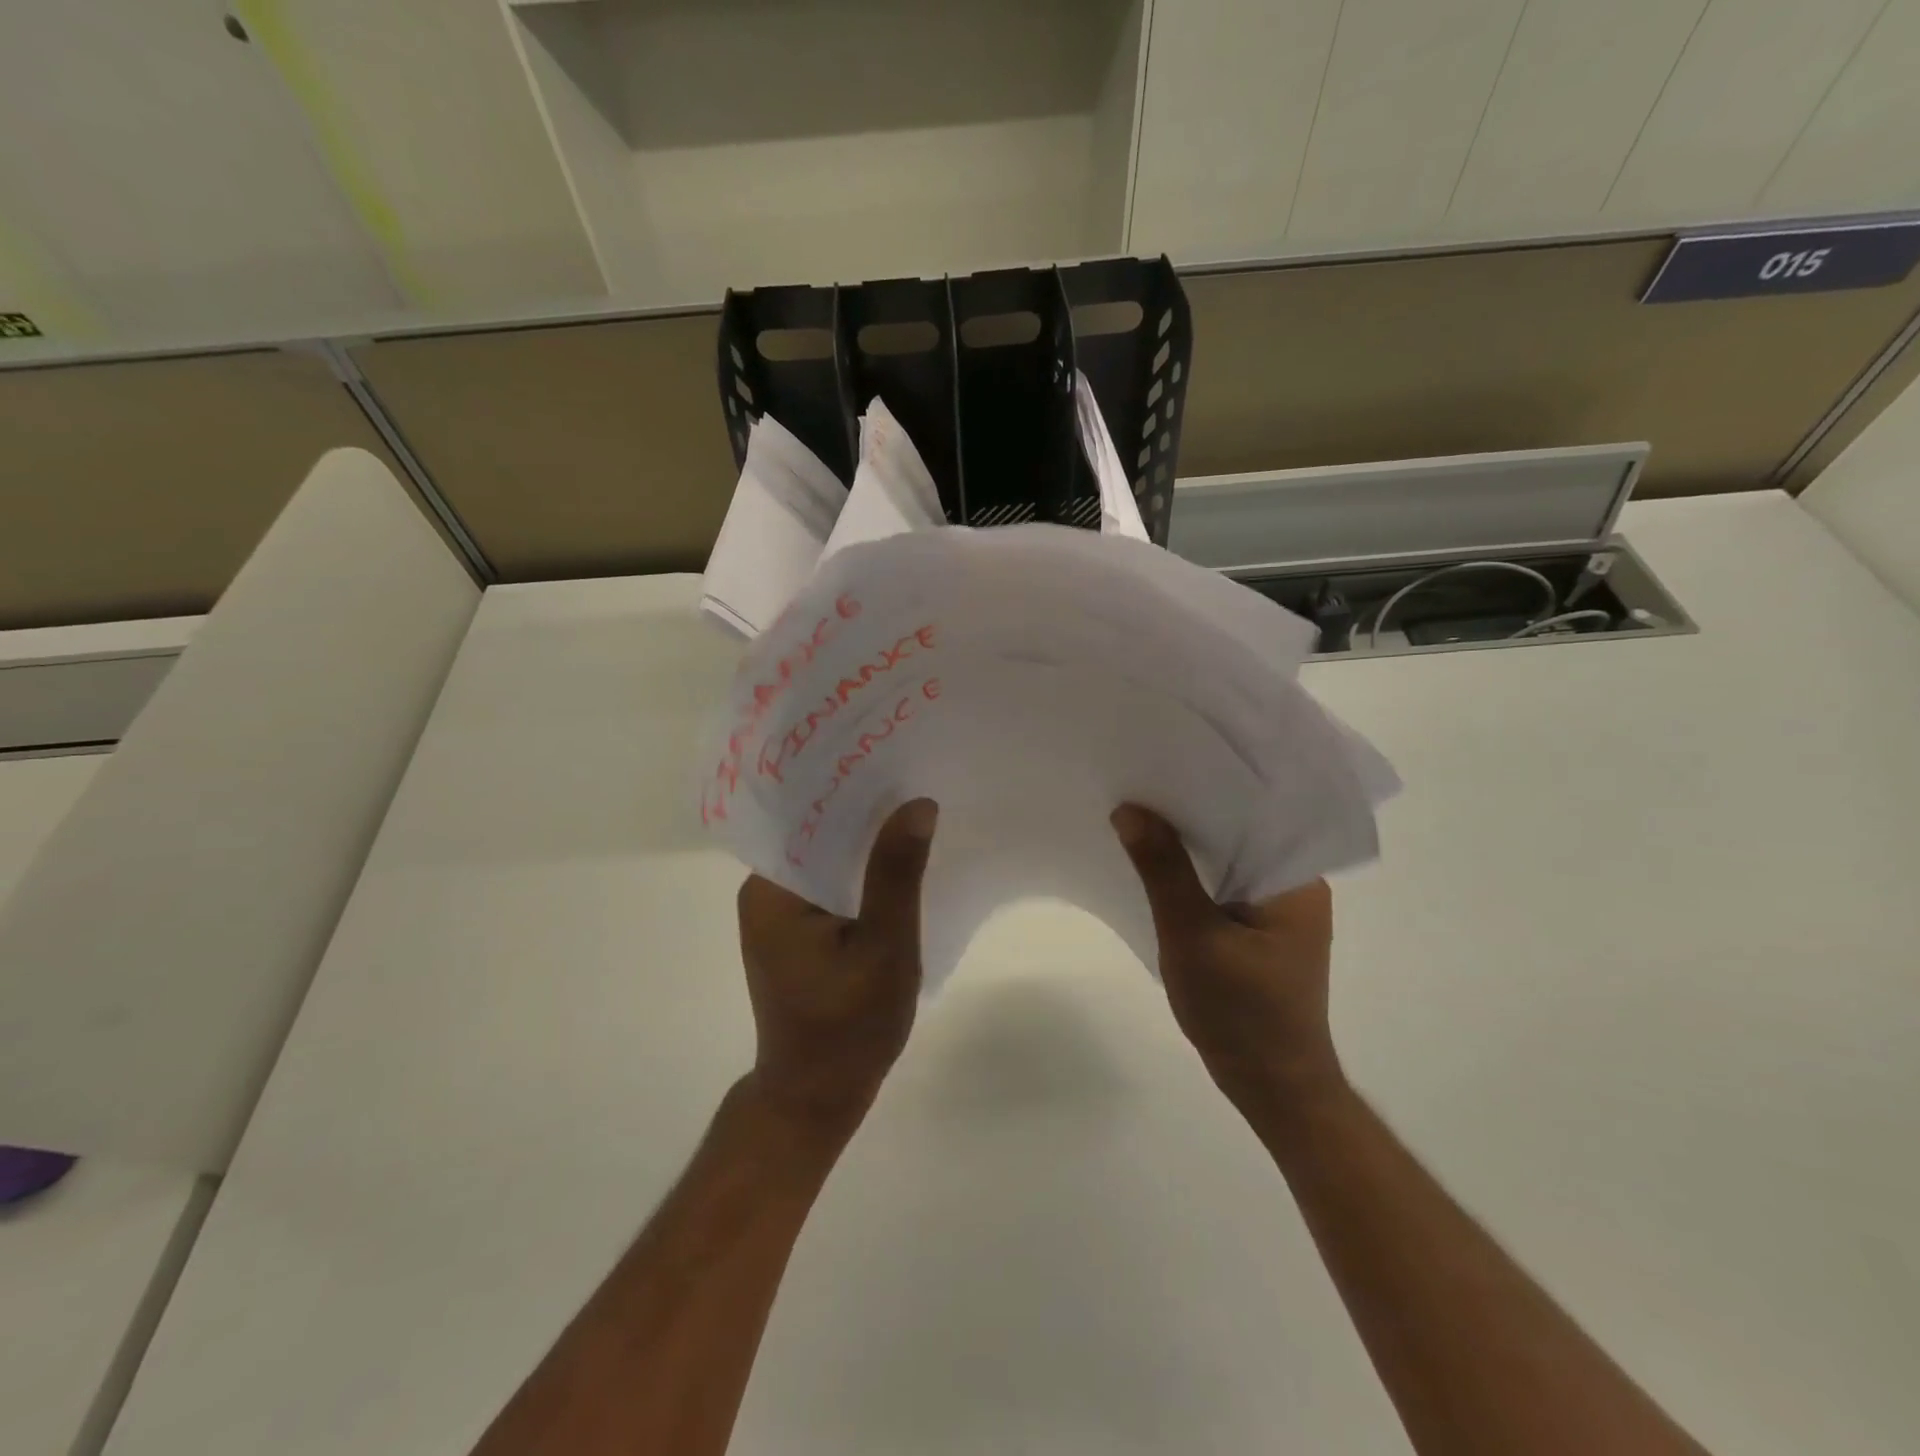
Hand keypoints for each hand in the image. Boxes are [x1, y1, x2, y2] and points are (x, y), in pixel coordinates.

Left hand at [736, 798, 937, 1136]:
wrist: (818, 1097)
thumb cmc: (848, 1027)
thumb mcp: (883, 947)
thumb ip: (896, 874)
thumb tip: (917, 803)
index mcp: (771, 889)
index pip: (807, 816)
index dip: (850, 785)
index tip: (893, 757)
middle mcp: (765, 891)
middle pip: (816, 832)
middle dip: (865, 810)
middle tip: (915, 776)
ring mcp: (780, 912)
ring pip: (828, 857)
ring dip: (866, 840)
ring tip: (914, 809)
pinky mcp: (798, 930)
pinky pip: (832, 883)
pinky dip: (862, 872)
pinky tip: (899, 861)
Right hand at [1111, 804, 1342, 1113]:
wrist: (1272, 1088)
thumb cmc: (1241, 1014)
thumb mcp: (1193, 936)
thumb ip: (1163, 871)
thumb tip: (1130, 809)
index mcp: (1296, 878)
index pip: (1253, 810)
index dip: (1206, 784)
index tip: (1161, 763)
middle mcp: (1295, 883)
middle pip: (1238, 831)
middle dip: (1189, 811)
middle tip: (1139, 784)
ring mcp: (1278, 908)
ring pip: (1227, 858)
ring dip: (1188, 843)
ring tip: (1140, 815)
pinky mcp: (1259, 929)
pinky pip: (1222, 884)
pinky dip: (1192, 874)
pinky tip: (1157, 865)